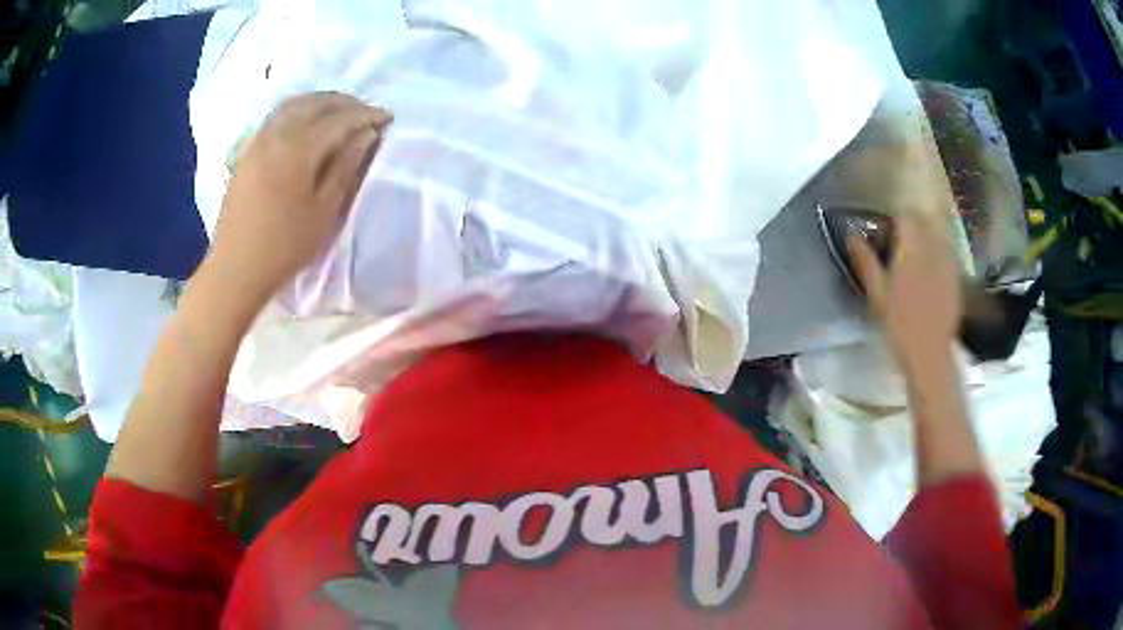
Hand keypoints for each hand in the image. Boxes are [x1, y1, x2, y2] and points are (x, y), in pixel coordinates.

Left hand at [206, 92, 391, 310]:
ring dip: (321, 102)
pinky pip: (277, 116)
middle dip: (345, 102)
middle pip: (315, 104)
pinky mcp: (248, 153)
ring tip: (339, 112)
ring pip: (294, 105)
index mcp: (299, 149)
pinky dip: (299, 110)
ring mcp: (258, 141)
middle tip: (366, 112)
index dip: (366, 115)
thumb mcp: (324, 211)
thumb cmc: (285, 246)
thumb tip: (366, 135)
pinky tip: (308, 122)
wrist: (236, 269)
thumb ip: (345, 167)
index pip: (340, 119)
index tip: (388, 118)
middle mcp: (277, 135)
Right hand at [849, 213, 962, 367]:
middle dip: (913, 223)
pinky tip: (934, 265)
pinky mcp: (956, 278)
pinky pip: (949, 253)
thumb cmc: (898, 324)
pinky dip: (941, 251)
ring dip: (929, 233)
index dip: (896, 218)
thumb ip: (866, 262)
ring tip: (919, 246)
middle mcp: (932, 250)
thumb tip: (851, 235)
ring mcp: (947, 264)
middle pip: (925, 222)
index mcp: (910, 250)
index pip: (906, 218)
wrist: (928, 353)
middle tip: (902, 237)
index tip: (888, 228)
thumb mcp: (876, 294)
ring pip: (940, 234)